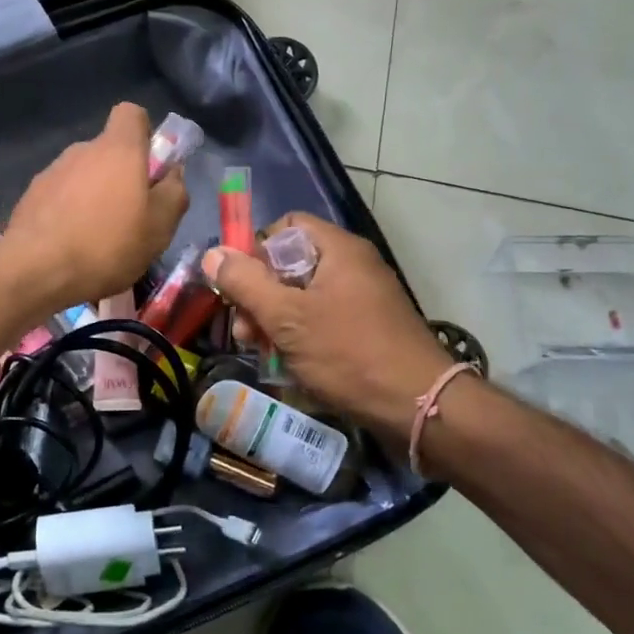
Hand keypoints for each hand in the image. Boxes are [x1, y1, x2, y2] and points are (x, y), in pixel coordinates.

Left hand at [5, 103, 188, 310]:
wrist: (35, 269)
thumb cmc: (107, 244)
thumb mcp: (159, 227)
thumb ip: (174, 193)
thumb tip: (172, 173)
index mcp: (118, 149)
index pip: (131, 113)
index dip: (144, 133)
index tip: (150, 166)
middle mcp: (82, 150)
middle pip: (108, 150)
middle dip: (121, 175)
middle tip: (131, 216)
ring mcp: (52, 171)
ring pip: (83, 175)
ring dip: (94, 196)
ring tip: (99, 238)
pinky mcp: (30, 195)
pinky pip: (60, 195)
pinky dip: (69, 211)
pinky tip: (72, 244)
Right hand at [202, 213, 451, 445]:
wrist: (421, 407)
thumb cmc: (349, 353)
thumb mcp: (287, 317)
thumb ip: (245, 283)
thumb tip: (212, 254)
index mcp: (338, 249)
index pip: (285, 227)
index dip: (256, 250)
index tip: (240, 285)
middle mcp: (352, 265)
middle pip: (290, 263)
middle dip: (260, 294)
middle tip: (245, 329)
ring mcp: (363, 297)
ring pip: (303, 295)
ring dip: (275, 319)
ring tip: (260, 350)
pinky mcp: (368, 327)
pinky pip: (323, 318)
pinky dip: (300, 334)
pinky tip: (286, 362)